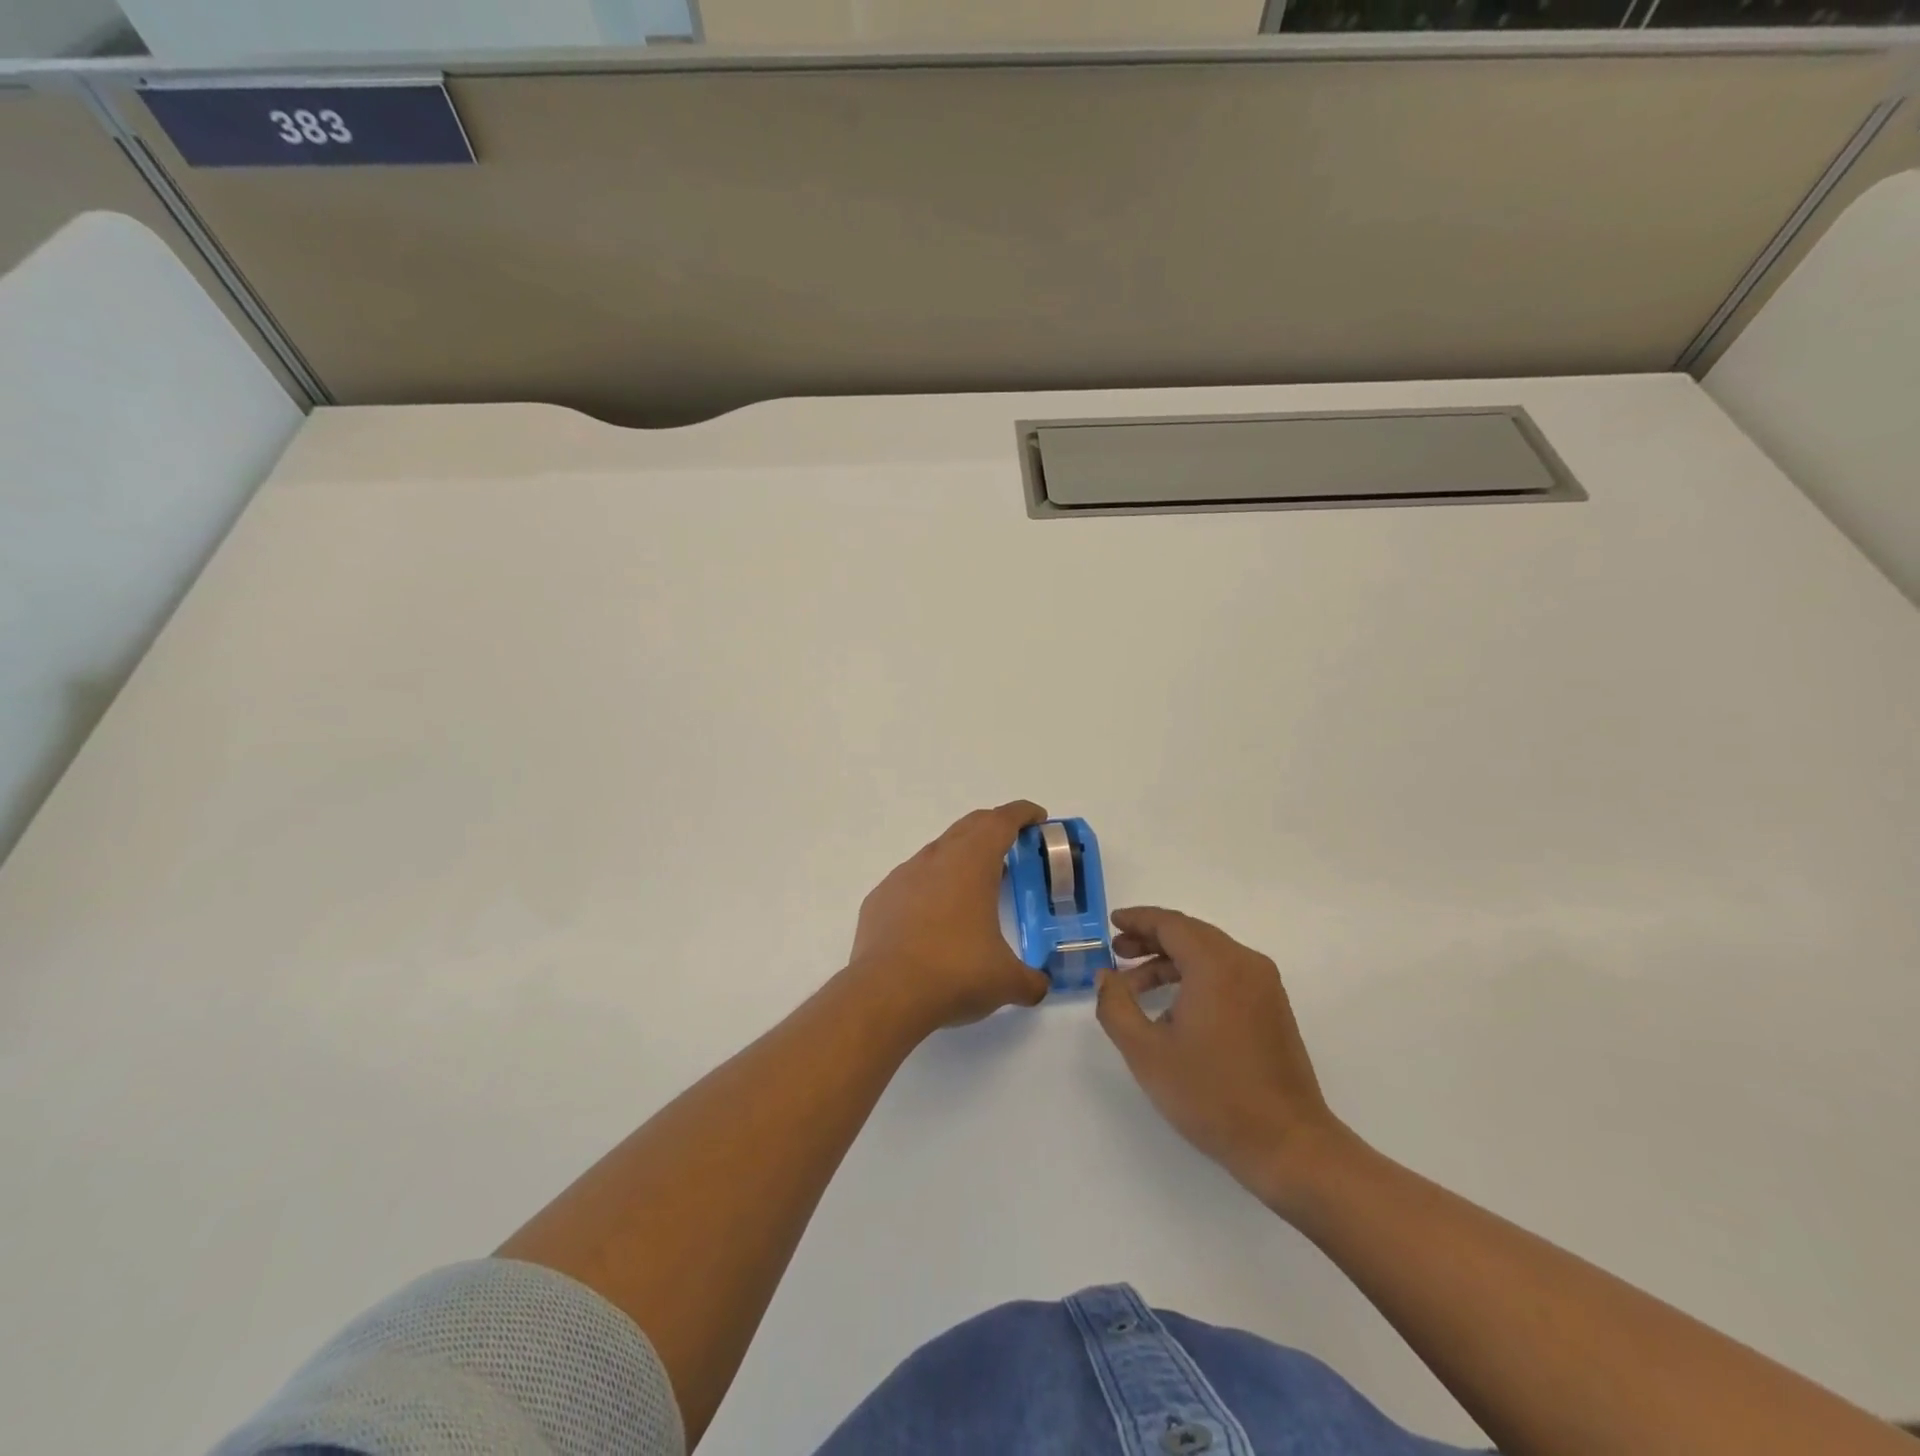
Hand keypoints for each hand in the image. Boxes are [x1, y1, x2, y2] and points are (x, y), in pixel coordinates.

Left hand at [849, 801, 1052, 1031]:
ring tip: (975, 886)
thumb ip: (1030, 980)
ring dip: (960, 859)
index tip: (1037, 817)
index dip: (1022, 814)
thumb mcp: (1006, 981)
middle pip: (969, 827)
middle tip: (1012, 845)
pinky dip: (929, 888)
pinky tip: (933, 918)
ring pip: (937, 853)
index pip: (1001, 822)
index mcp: (972, 863)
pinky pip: (911, 882)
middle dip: (993, 828)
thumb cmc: (955, 973)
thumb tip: (1039, 986)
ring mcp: (903, 876)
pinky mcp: (880, 899)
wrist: (886, 993)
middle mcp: (936, 859)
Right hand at [1096, 906, 1352, 1212]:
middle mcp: (1245, 964)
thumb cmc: (1211, 1094)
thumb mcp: (1146, 1052)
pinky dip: (1195, 978)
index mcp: (1216, 965)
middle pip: (1191, 934)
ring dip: (1171, 962)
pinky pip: (1227, 975)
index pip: (1171, 924)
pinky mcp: (1273, 1009)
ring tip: (1136, 987)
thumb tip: (1106, 977)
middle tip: (1118, 953)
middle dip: (1151, 940)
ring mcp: (1264, 986)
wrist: (1287, 1144)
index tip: (1112, 923)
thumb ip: (1116, 1006)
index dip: (1138, 920)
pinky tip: (1172, 1010)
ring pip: (1209, 955)